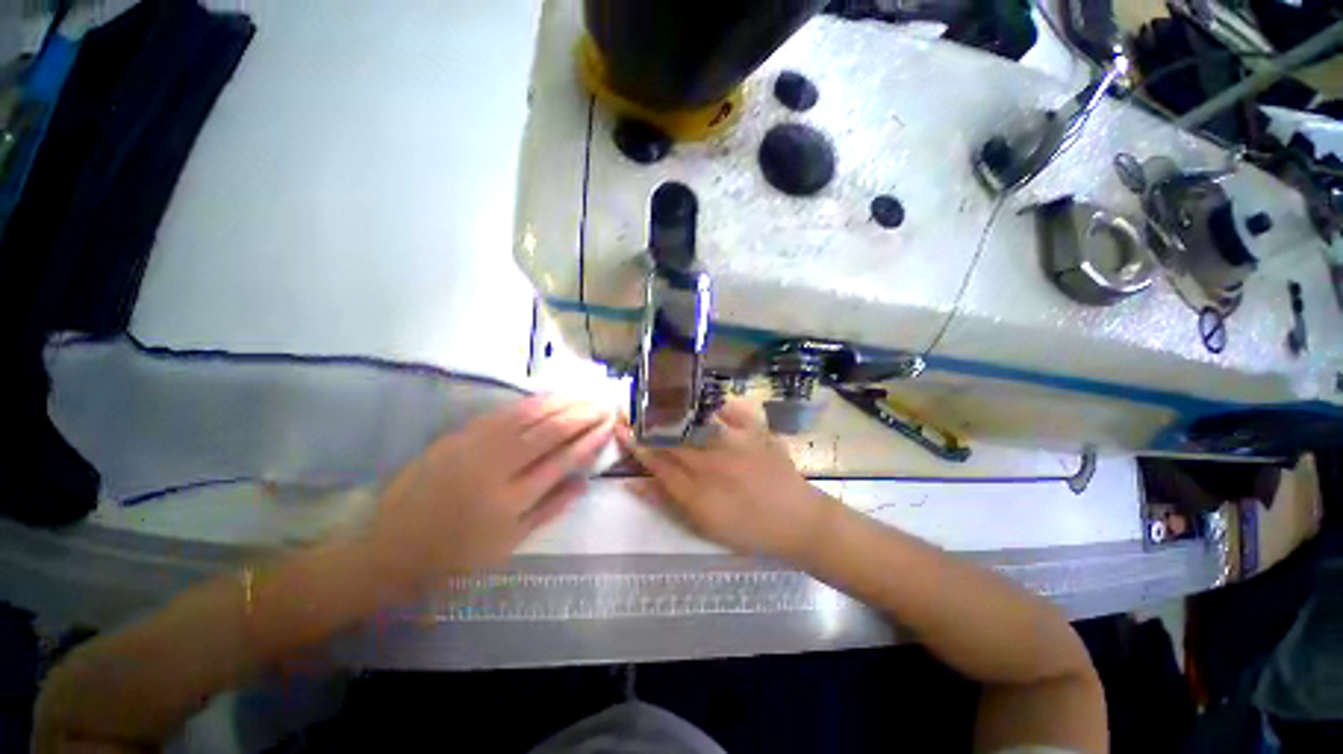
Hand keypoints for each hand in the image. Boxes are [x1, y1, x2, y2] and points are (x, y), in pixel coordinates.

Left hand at [369, 395, 612, 594]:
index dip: (590, 440)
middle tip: (603, 404)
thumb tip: (584, 483)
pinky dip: (529, 403)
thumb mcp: (508, 545)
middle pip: (549, 432)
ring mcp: (474, 447)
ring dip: (560, 402)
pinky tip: (547, 397)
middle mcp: (496, 468)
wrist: (391, 547)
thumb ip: (550, 510)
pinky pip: (501, 413)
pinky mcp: (457, 436)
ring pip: (527, 416)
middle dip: (582, 415)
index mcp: (511, 500)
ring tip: (583, 395)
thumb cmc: (456, 554)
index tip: (609, 426)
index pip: (563, 461)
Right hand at [618, 399, 837, 559]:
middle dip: (645, 419)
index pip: (655, 459)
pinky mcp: (754, 430)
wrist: (798, 521)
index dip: (634, 442)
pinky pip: (731, 408)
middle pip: (669, 435)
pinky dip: (716, 401)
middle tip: (630, 406)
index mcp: (695, 489)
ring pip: (693, 418)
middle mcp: (710, 460)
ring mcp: (733, 442)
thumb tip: (633, 482)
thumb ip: (666, 501)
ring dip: (671, 406)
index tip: (619, 426)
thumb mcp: (702, 525)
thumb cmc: (747, 529)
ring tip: (656, 397)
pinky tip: (704, 399)